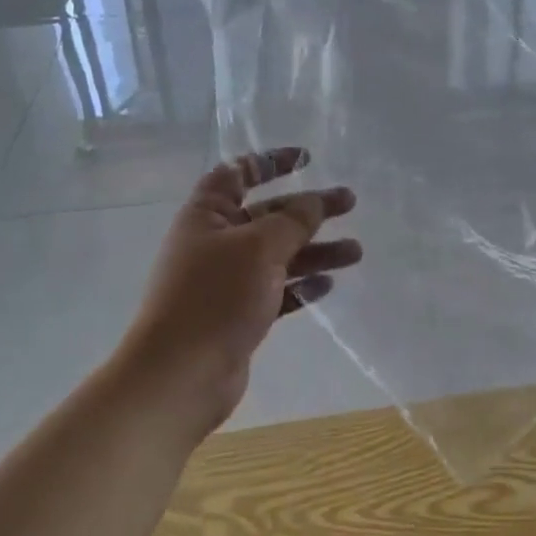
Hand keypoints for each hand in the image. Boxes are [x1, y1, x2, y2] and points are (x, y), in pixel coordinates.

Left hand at [124, 147, 359, 434]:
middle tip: (350, 203)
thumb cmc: (215, 297)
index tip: (308, 159)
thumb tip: (314, 201)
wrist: (179, 377)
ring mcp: (226, 281)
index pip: (238, 174)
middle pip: (269, 215)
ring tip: (356, 252)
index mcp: (207, 215)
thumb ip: (293, 220)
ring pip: (279, 255)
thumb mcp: (260, 247)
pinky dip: (301, 285)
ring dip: (315, 250)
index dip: (270, 162)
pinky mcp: (238, 314)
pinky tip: (328, 285)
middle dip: (310, 209)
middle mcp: (215, 243)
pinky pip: (276, 290)